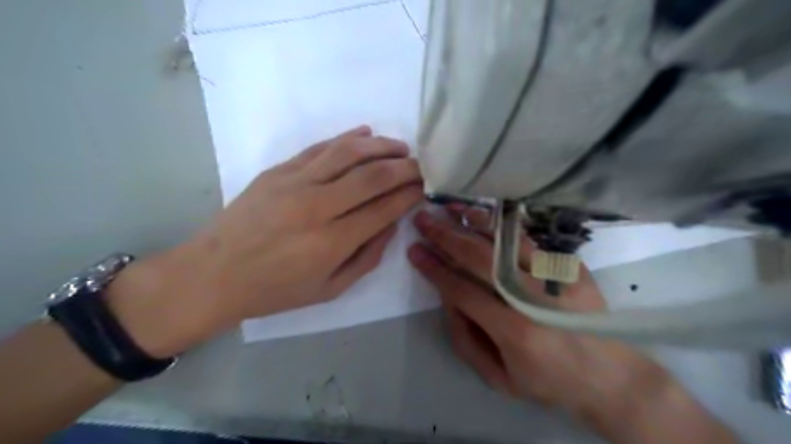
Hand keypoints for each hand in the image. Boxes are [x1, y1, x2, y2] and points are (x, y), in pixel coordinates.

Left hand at [109, 125, 425, 356]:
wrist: (213, 274)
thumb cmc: (275, 290)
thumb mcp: (329, 289)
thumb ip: (367, 257)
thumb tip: (391, 224)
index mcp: (331, 242)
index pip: (384, 208)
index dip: (409, 195)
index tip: (423, 188)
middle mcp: (317, 206)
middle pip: (372, 176)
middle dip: (404, 168)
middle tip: (420, 166)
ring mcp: (295, 183)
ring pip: (348, 152)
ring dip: (381, 146)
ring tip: (400, 147)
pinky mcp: (278, 171)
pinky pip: (319, 147)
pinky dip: (347, 138)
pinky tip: (365, 134)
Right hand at [407, 208, 742, 443]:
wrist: (611, 376)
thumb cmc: (548, 381)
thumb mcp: (498, 377)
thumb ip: (465, 338)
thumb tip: (448, 295)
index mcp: (514, 331)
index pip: (462, 290)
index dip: (434, 269)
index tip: (414, 251)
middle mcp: (533, 298)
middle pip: (480, 258)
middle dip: (446, 237)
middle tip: (423, 221)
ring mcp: (555, 277)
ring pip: (505, 240)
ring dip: (473, 221)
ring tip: (450, 208)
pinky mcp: (569, 266)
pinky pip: (527, 239)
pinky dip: (502, 226)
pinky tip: (485, 217)